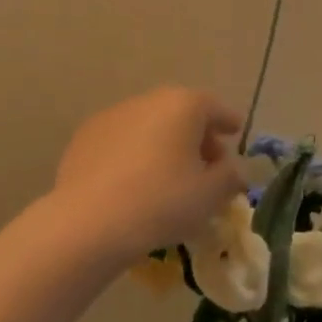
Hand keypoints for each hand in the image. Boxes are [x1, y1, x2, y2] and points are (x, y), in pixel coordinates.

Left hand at [49, 88, 244, 261]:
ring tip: (170, 177)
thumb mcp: (210, 196)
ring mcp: (112, 115)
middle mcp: (148, 100)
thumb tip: (234, 169)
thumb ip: (230, 177)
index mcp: (183, 106)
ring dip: (164, 144)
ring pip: (149, 125)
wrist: (90, 220)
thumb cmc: (162, 202)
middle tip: (207, 164)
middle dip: (196, 135)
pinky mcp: (85, 136)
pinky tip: (134, 182)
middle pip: (180, 113)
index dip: (227, 121)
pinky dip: (135, 153)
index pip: (213, 107)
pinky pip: (122, 140)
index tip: (235, 131)